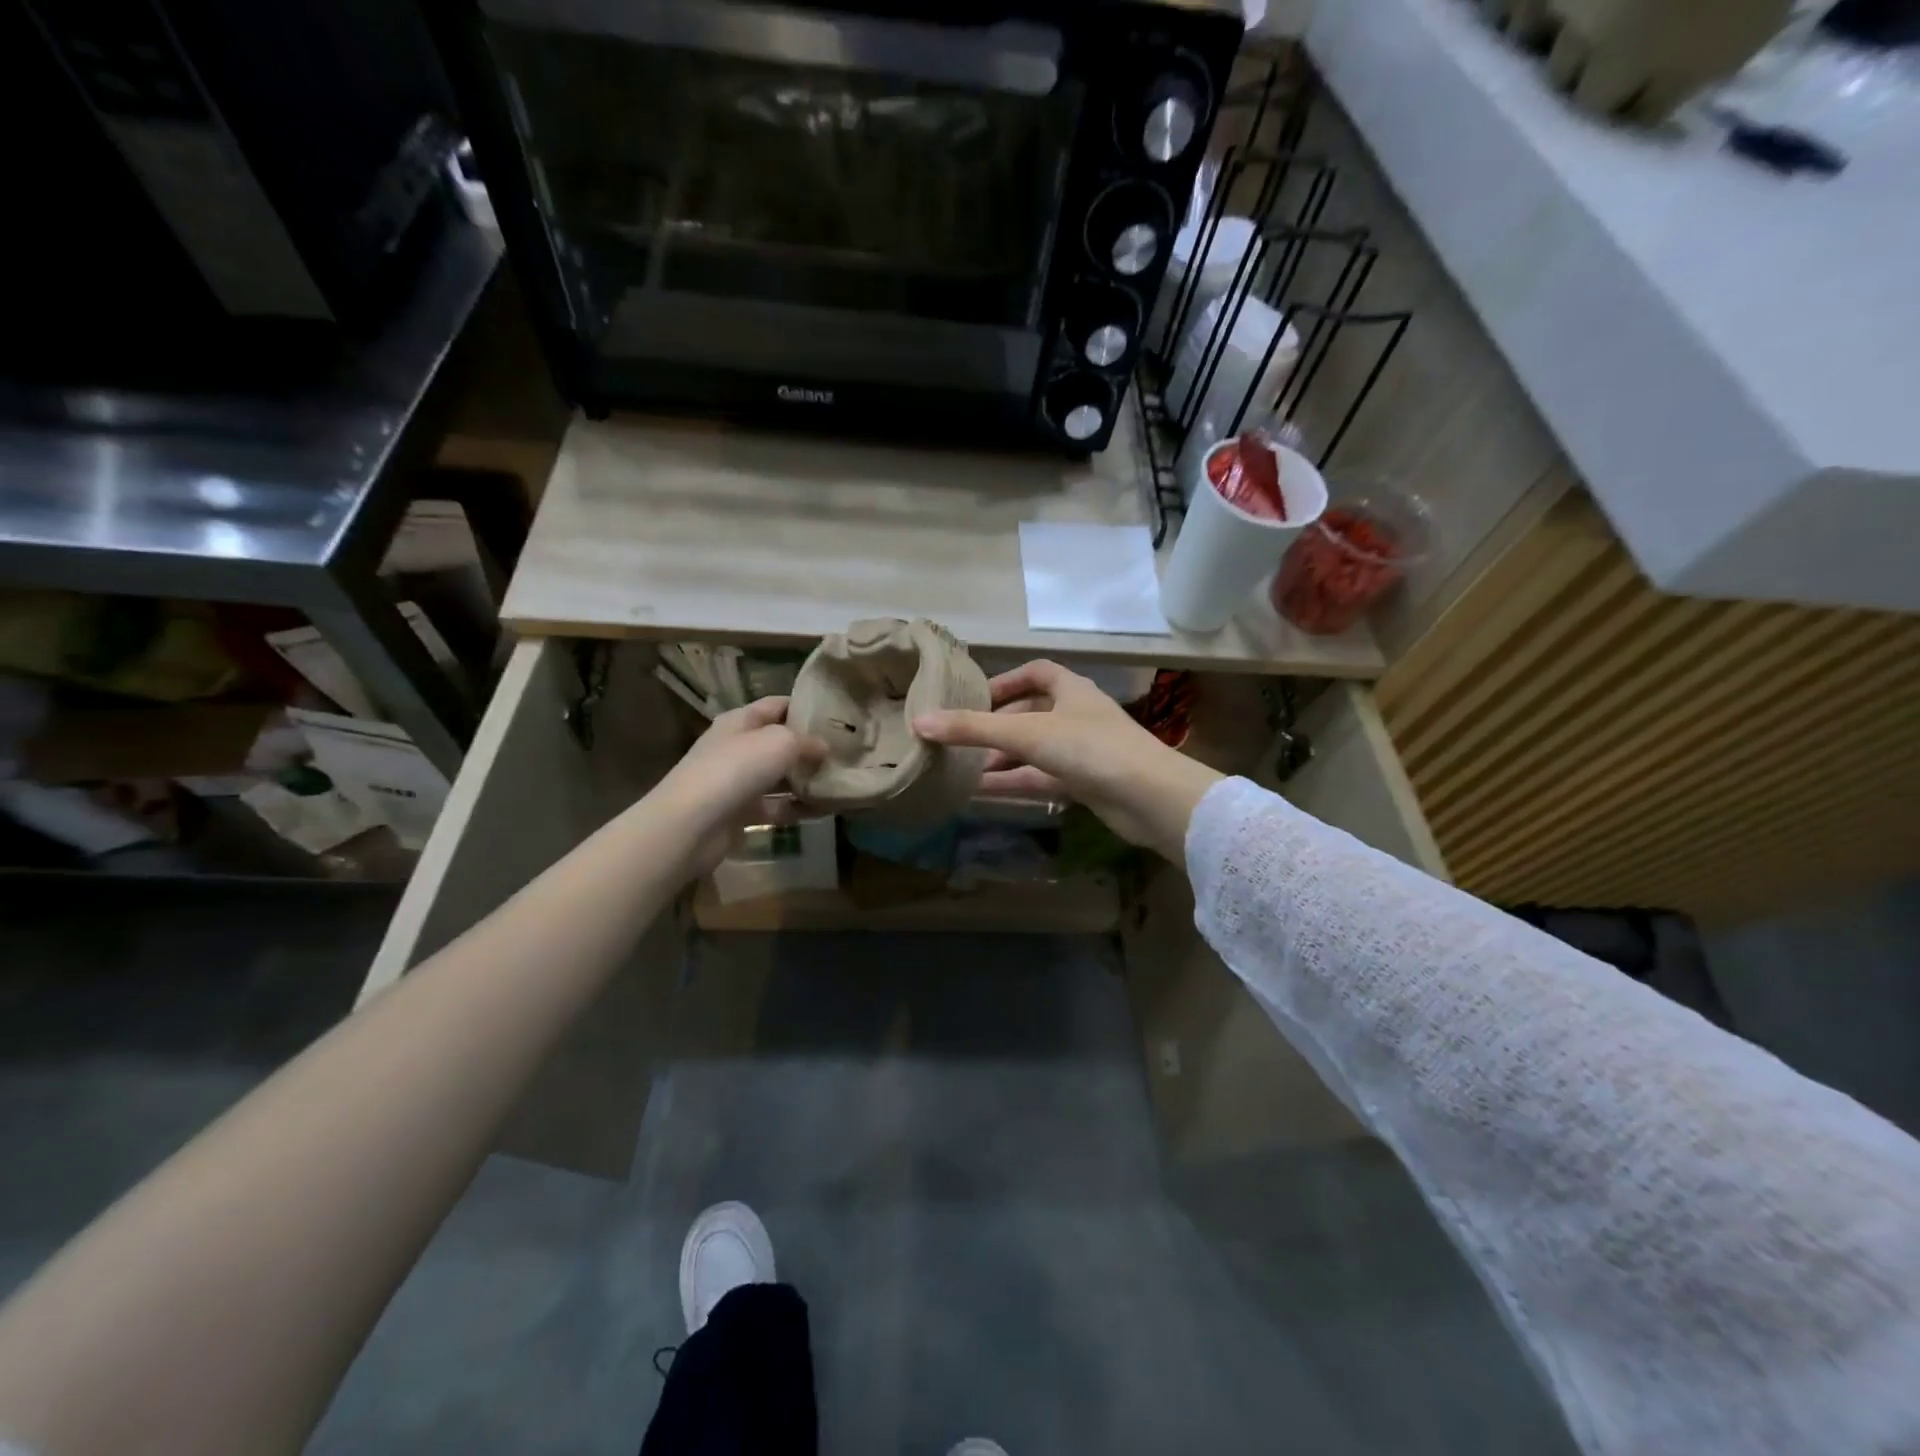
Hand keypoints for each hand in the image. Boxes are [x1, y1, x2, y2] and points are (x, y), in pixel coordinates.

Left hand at [652, 697, 827, 878]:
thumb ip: (806, 741)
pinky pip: (776, 807)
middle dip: (811, 747)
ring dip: (806, 780)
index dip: (805, 706)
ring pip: (780, 777)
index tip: (838, 714)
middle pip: (780, 742)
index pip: (777, 705)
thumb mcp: (780, 742)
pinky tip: (824, 811)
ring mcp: (738, 782)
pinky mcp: (740, 813)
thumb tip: (824, 747)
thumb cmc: (736, 769)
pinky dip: (797, 808)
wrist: (691, 824)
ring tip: (841, 782)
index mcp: (741, 721)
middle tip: (847, 752)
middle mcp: (738, 747)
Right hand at [913, 660, 1221, 861]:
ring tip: (964, 770)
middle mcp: (1078, 715)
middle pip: (1031, 714)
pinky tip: (984, 793)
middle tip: (962, 742)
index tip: (974, 699)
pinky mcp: (1087, 783)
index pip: (1036, 673)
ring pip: (1035, 750)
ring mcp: (1084, 751)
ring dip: (1003, 759)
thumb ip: (972, 729)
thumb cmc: (1089, 749)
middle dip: (997, 728)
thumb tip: (918, 721)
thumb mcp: (1025, 733)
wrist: (1150, 798)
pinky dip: (1016, 783)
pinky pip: (1043, 778)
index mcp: (1071, 690)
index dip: (1005, 682)